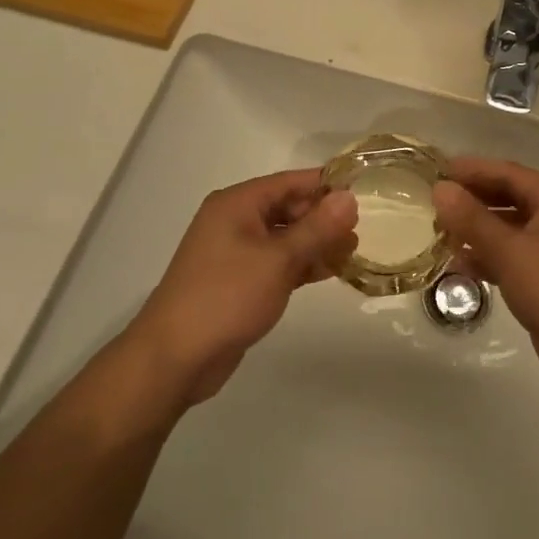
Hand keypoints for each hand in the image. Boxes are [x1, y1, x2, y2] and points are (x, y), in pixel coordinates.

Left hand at [127, 171, 357, 405]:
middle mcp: (235, 221)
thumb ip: (317, 228)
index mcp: (237, 203)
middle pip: (288, 208)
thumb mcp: (278, 259)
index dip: (326, 185)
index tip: (363, 190)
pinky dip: (301, 264)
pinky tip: (330, 271)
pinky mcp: (239, 281)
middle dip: (323, 217)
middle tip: (362, 229)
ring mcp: (235, 252)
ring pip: (285, 237)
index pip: (290, 181)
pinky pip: (277, 262)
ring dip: (316, 243)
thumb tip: (349, 198)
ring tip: (353, 251)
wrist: (175, 357)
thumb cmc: (226, 297)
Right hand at [432, 159, 538, 399]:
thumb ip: (472, 219)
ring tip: (440, 233)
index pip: (508, 172)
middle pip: (510, 196)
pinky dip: (492, 254)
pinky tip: (461, 263)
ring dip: (478, 229)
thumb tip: (441, 188)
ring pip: (511, 226)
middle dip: (472, 200)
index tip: (434, 171)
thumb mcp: (509, 252)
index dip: (470, 171)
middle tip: (432, 202)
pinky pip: (517, 251)